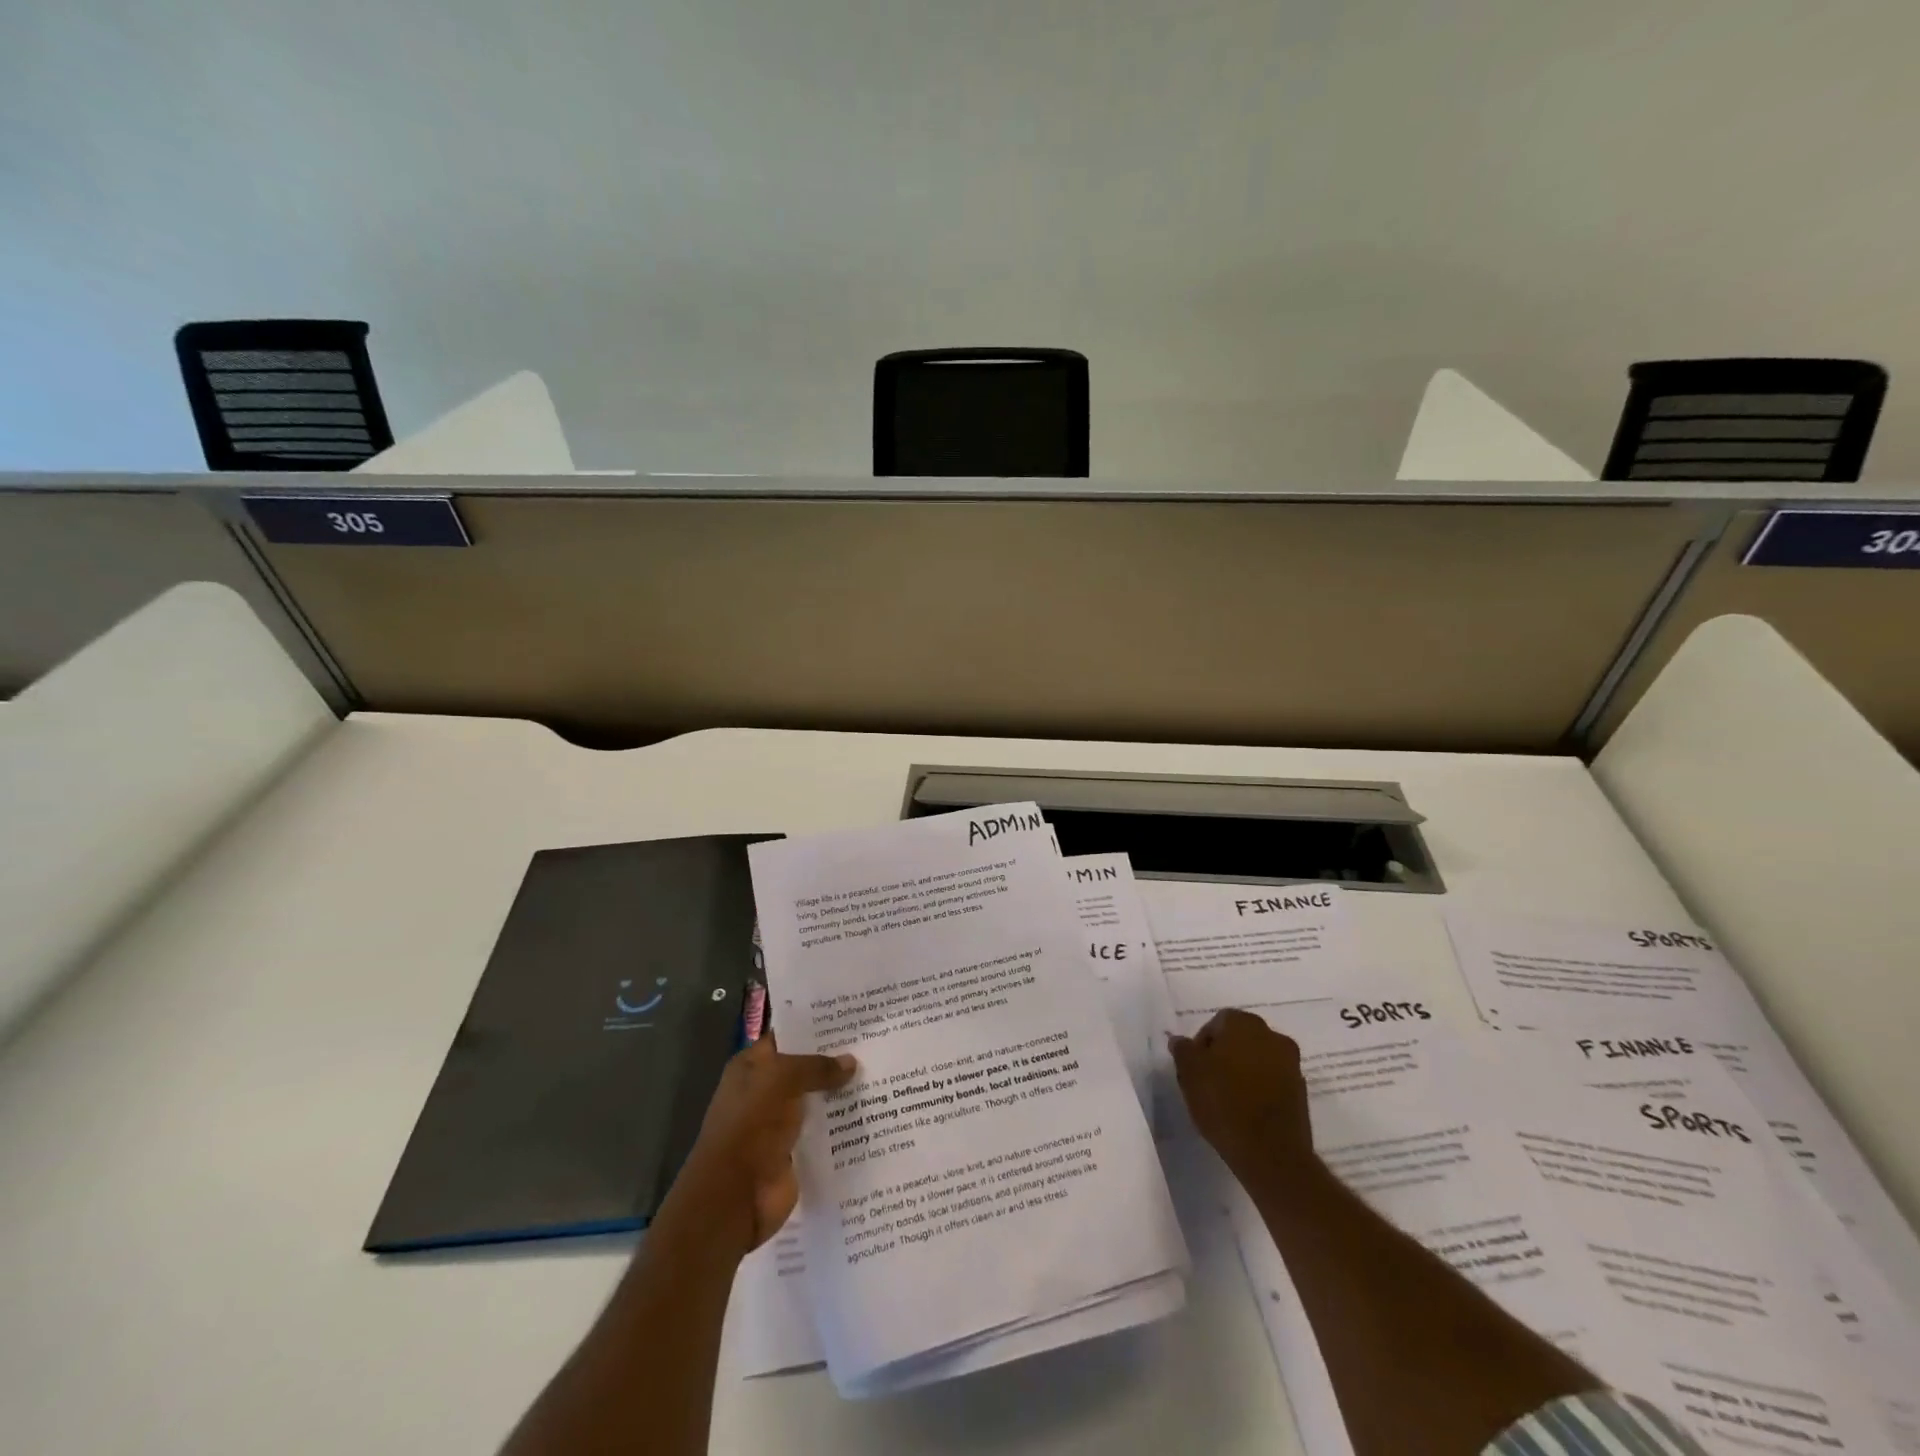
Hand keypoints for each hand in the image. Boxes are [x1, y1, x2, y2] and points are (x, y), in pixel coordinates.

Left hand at [658, 1033, 856, 1256]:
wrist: (735, 1198)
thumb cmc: (750, 1126)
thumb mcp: (781, 1080)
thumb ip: (816, 1067)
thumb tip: (850, 1062)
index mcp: (752, 1067)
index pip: (787, 1037)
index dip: (814, 1026)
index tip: (850, 1018)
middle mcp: (765, 1092)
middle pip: (806, 1068)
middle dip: (835, 1059)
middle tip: (875, 1043)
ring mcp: (781, 1124)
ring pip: (818, 1099)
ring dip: (843, 1092)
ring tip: (883, 1074)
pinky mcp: (797, 1152)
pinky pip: (825, 1131)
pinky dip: (844, 1125)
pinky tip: (875, 1112)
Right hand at [1169, 1009, 1314, 1178]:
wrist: (1271, 1154)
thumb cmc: (1224, 1103)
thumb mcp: (1189, 1073)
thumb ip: (1183, 1050)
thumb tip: (1181, 1041)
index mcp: (1245, 1023)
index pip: (1216, 1023)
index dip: (1201, 1045)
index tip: (1194, 1069)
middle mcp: (1273, 1036)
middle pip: (1239, 1039)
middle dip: (1223, 1056)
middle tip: (1207, 1082)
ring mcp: (1291, 1065)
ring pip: (1257, 1060)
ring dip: (1243, 1072)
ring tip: (1226, 1099)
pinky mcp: (1301, 1092)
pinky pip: (1272, 1082)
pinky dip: (1259, 1089)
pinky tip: (1246, 1111)